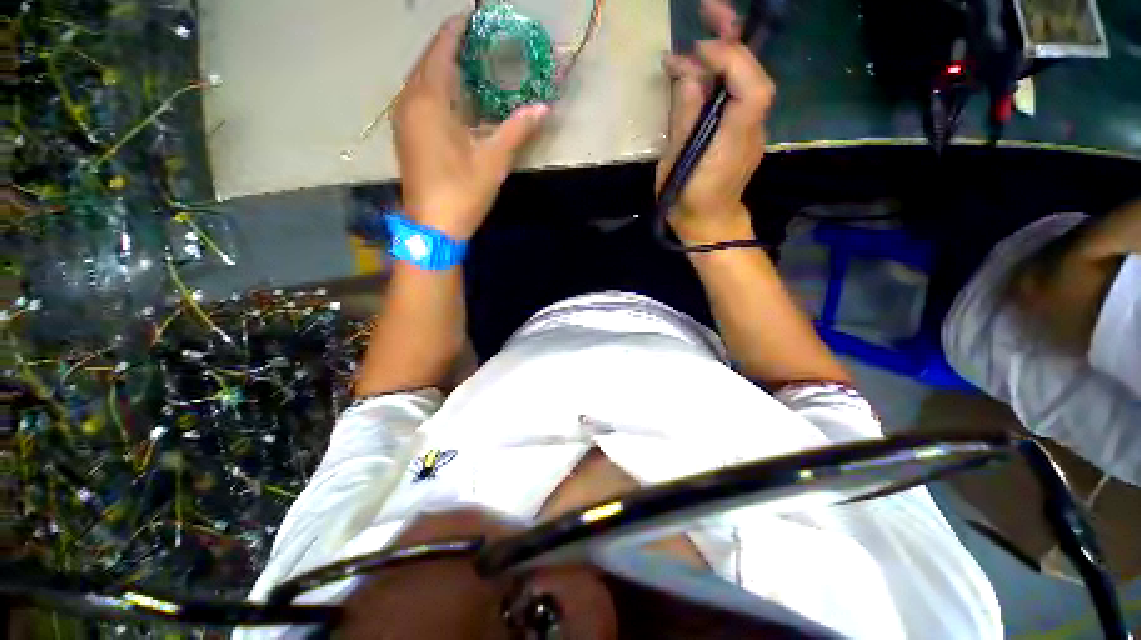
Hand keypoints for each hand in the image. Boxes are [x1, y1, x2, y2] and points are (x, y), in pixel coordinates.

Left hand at [393, 15, 549, 240]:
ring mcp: (403, 120)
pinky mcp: (405, 136)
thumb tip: (544, 108)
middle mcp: (409, 103)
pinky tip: (450, 97)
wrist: (433, 227)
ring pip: (419, 81)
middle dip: (447, 47)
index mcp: (429, 101)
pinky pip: (416, 98)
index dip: (455, 31)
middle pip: (426, 62)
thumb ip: (517, 130)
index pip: (440, 51)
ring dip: (439, 68)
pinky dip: (433, 89)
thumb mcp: (494, 161)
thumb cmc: (462, 192)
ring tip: (464, 63)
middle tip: (473, 40)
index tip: (471, 17)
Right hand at [656, 0, 775, 244]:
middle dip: (733, 37)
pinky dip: (715, 78)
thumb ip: (684, 117)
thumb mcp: (677, 164)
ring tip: (690, 42)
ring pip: (742, 81)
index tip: (698, 50)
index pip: (751, 87)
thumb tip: (687, 71)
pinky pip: (732, 95)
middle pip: (753, 72)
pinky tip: (693, 74)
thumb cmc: (688, 202)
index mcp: (734, 139)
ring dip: (721, 54)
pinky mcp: (739, 129)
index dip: (731, 59)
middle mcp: (750, 126)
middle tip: (707, 9)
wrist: (709, 225)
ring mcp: (748, 127)